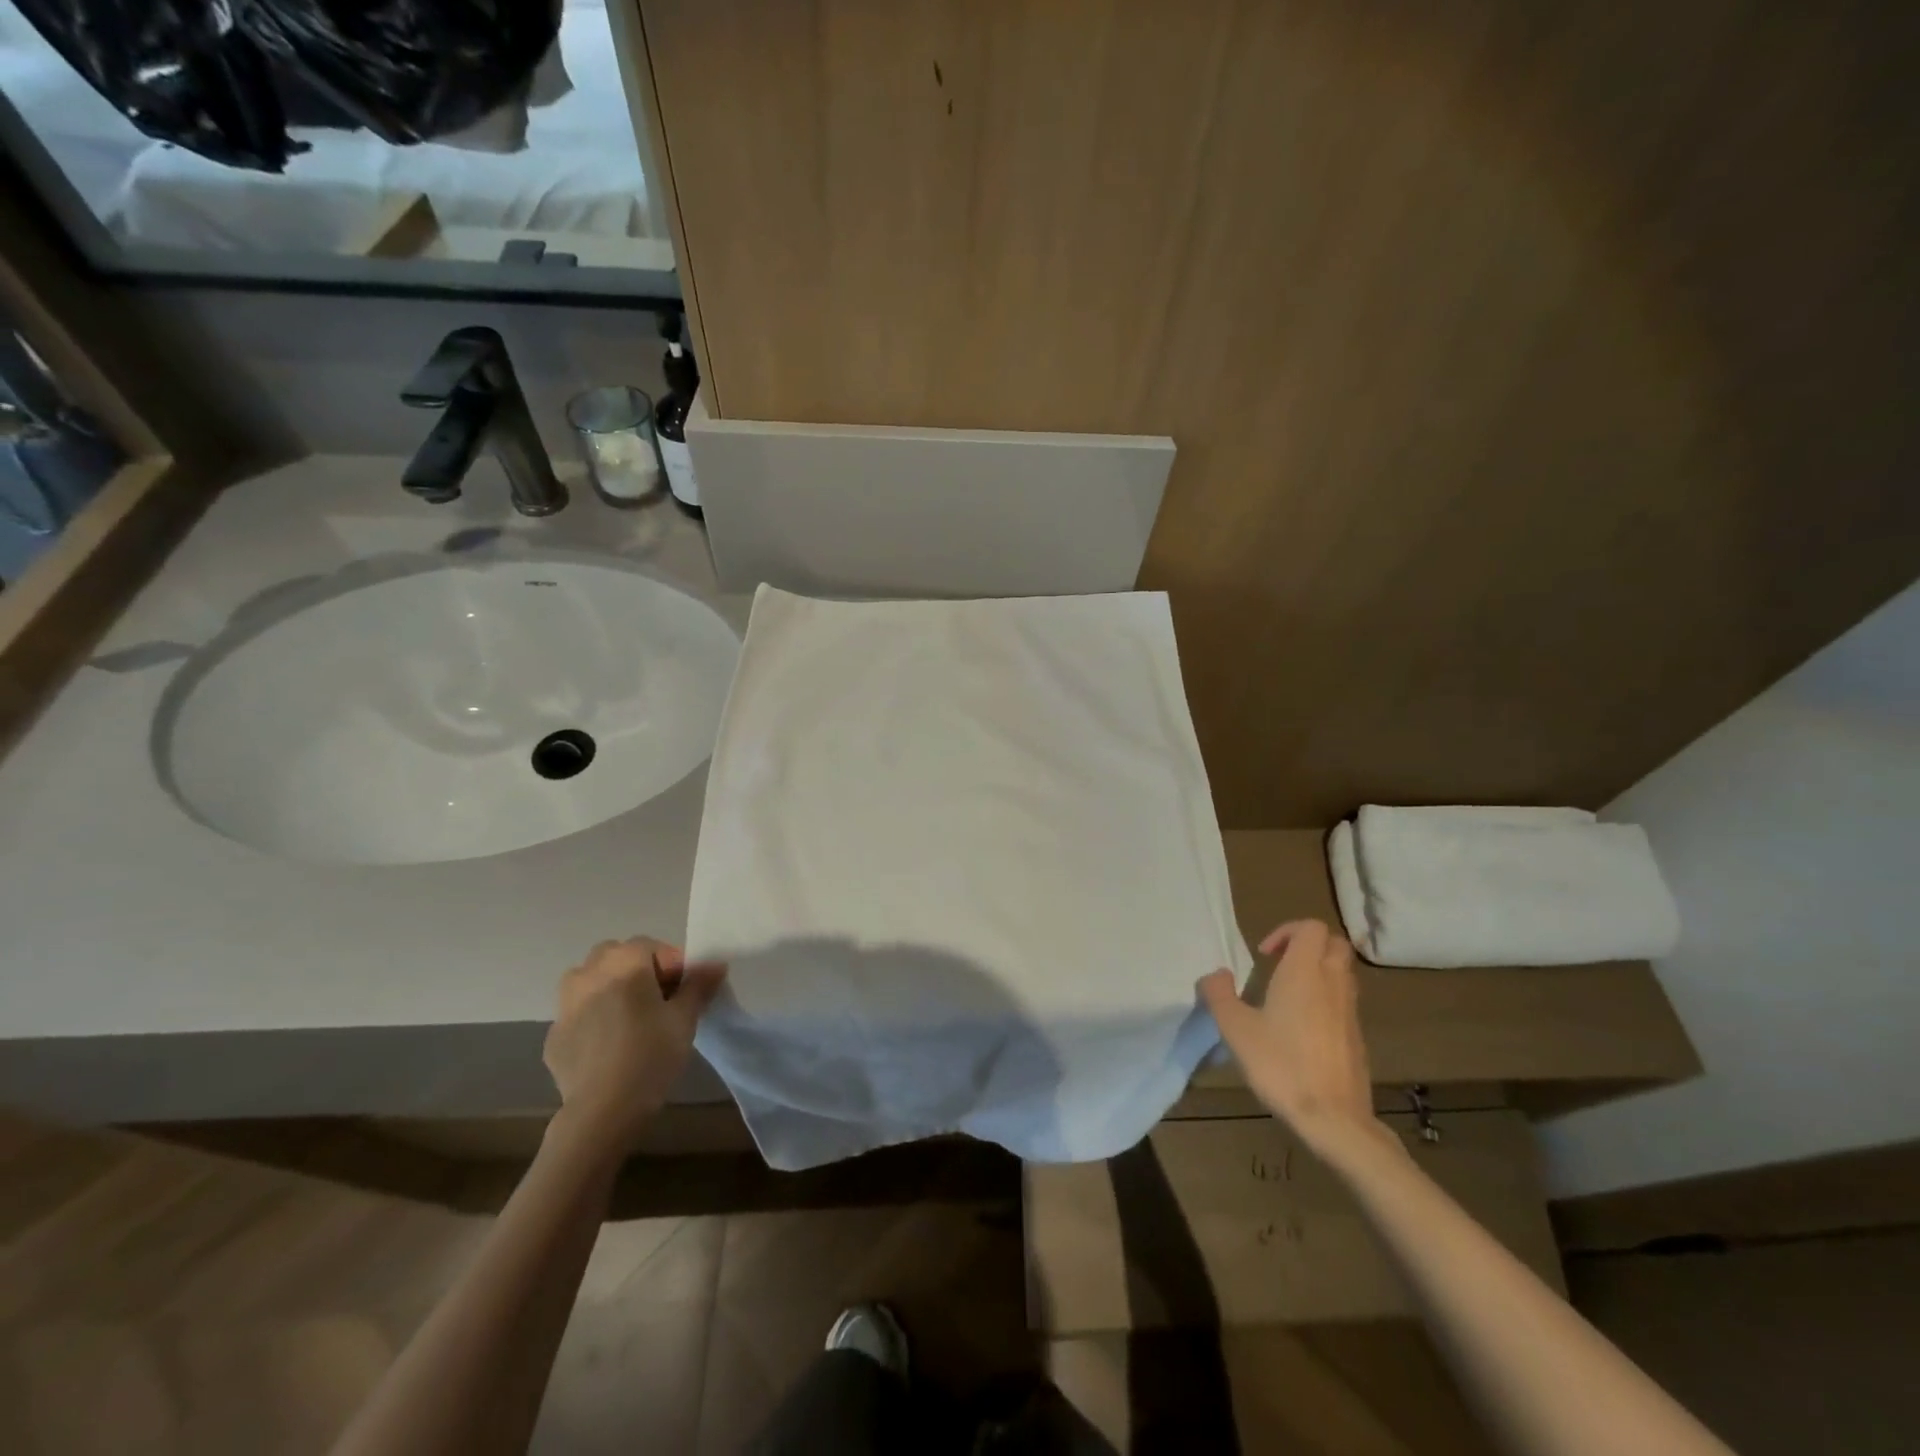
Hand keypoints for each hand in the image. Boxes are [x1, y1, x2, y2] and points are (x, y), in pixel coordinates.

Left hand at [543, 937, 725, 1153]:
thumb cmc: (651, 1054)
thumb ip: (699, 985)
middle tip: (659, 999)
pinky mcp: (554, 1035)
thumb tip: (715, 964)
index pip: (652, 946)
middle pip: (616, 956)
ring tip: (631, 1017)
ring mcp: (565, 1004)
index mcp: (623, 962)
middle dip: (638, 969)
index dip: (673, 963)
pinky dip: (594, 1017)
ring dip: (610, 987)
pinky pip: (579, 1013)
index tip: (686, 989)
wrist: (603, 1110)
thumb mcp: (685, 1017)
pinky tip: (610, 1044)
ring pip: (590, 980)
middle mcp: (589, 973)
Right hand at [1198, 920, 1398, 1156]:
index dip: (1287, 931)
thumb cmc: (1280, 1065)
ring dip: (1318, 971)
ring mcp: (1349, 1010)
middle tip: (1279, 965)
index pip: (1311, 927)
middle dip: (1307, 945)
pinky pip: (1344, 1000)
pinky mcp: (1357, 1036)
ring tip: (1288, 994)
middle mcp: (1332, 983)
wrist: (1333, 1119)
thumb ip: (1219, 994)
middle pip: (1334, 943)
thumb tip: (1216, 974)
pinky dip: (1326, 998)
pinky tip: (1302, 1026)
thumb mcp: (1234, 1029)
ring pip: (1342, 971)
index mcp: (1304, 973)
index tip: (1264, 954)